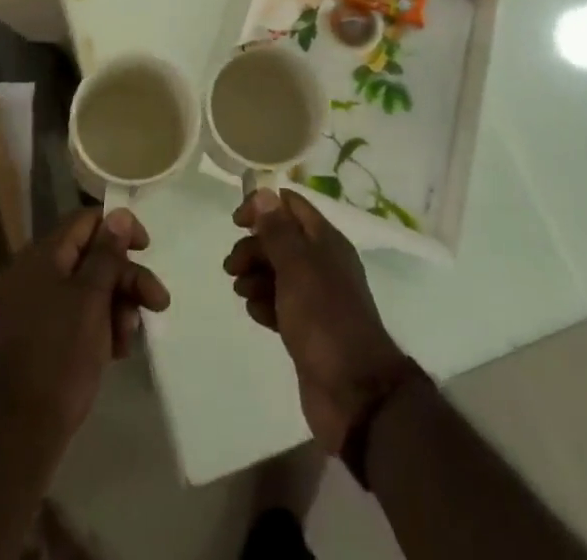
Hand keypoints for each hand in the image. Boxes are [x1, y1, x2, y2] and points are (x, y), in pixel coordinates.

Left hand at [0, 206, 170, 447]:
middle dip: (127, 278)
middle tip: (158, 302)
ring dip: (119, 306)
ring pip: (93, 288)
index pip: (87, 221)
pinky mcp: (47, 334)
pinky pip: (83, 315)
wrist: (24, 429)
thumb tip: (120, 213)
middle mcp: (40, 273)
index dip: (119, 229)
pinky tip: (118, 350)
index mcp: (45, 256)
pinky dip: (104, 325)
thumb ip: (107, 254)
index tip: (146, 249)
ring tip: (130, 338)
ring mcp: (42, 305)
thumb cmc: (61, 354)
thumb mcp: (91, 298)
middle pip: (94, 257)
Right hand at [226, 189, 416, 453]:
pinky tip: (255, 314)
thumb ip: (278, 230)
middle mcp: (322, 263)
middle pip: (281, 240)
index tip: (236, 222)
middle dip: (253, 247)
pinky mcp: (307, 328)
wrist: (355, 393)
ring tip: (241, 292)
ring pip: (277, 273)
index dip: (262, 206)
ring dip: (255, 275)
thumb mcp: (298, 268)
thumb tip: (263, 192)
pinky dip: (264, 303)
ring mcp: (316, 297)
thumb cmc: (325, 319)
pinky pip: (280, 304)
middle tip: (231, 267)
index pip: (291, 205)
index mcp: (326, 241)